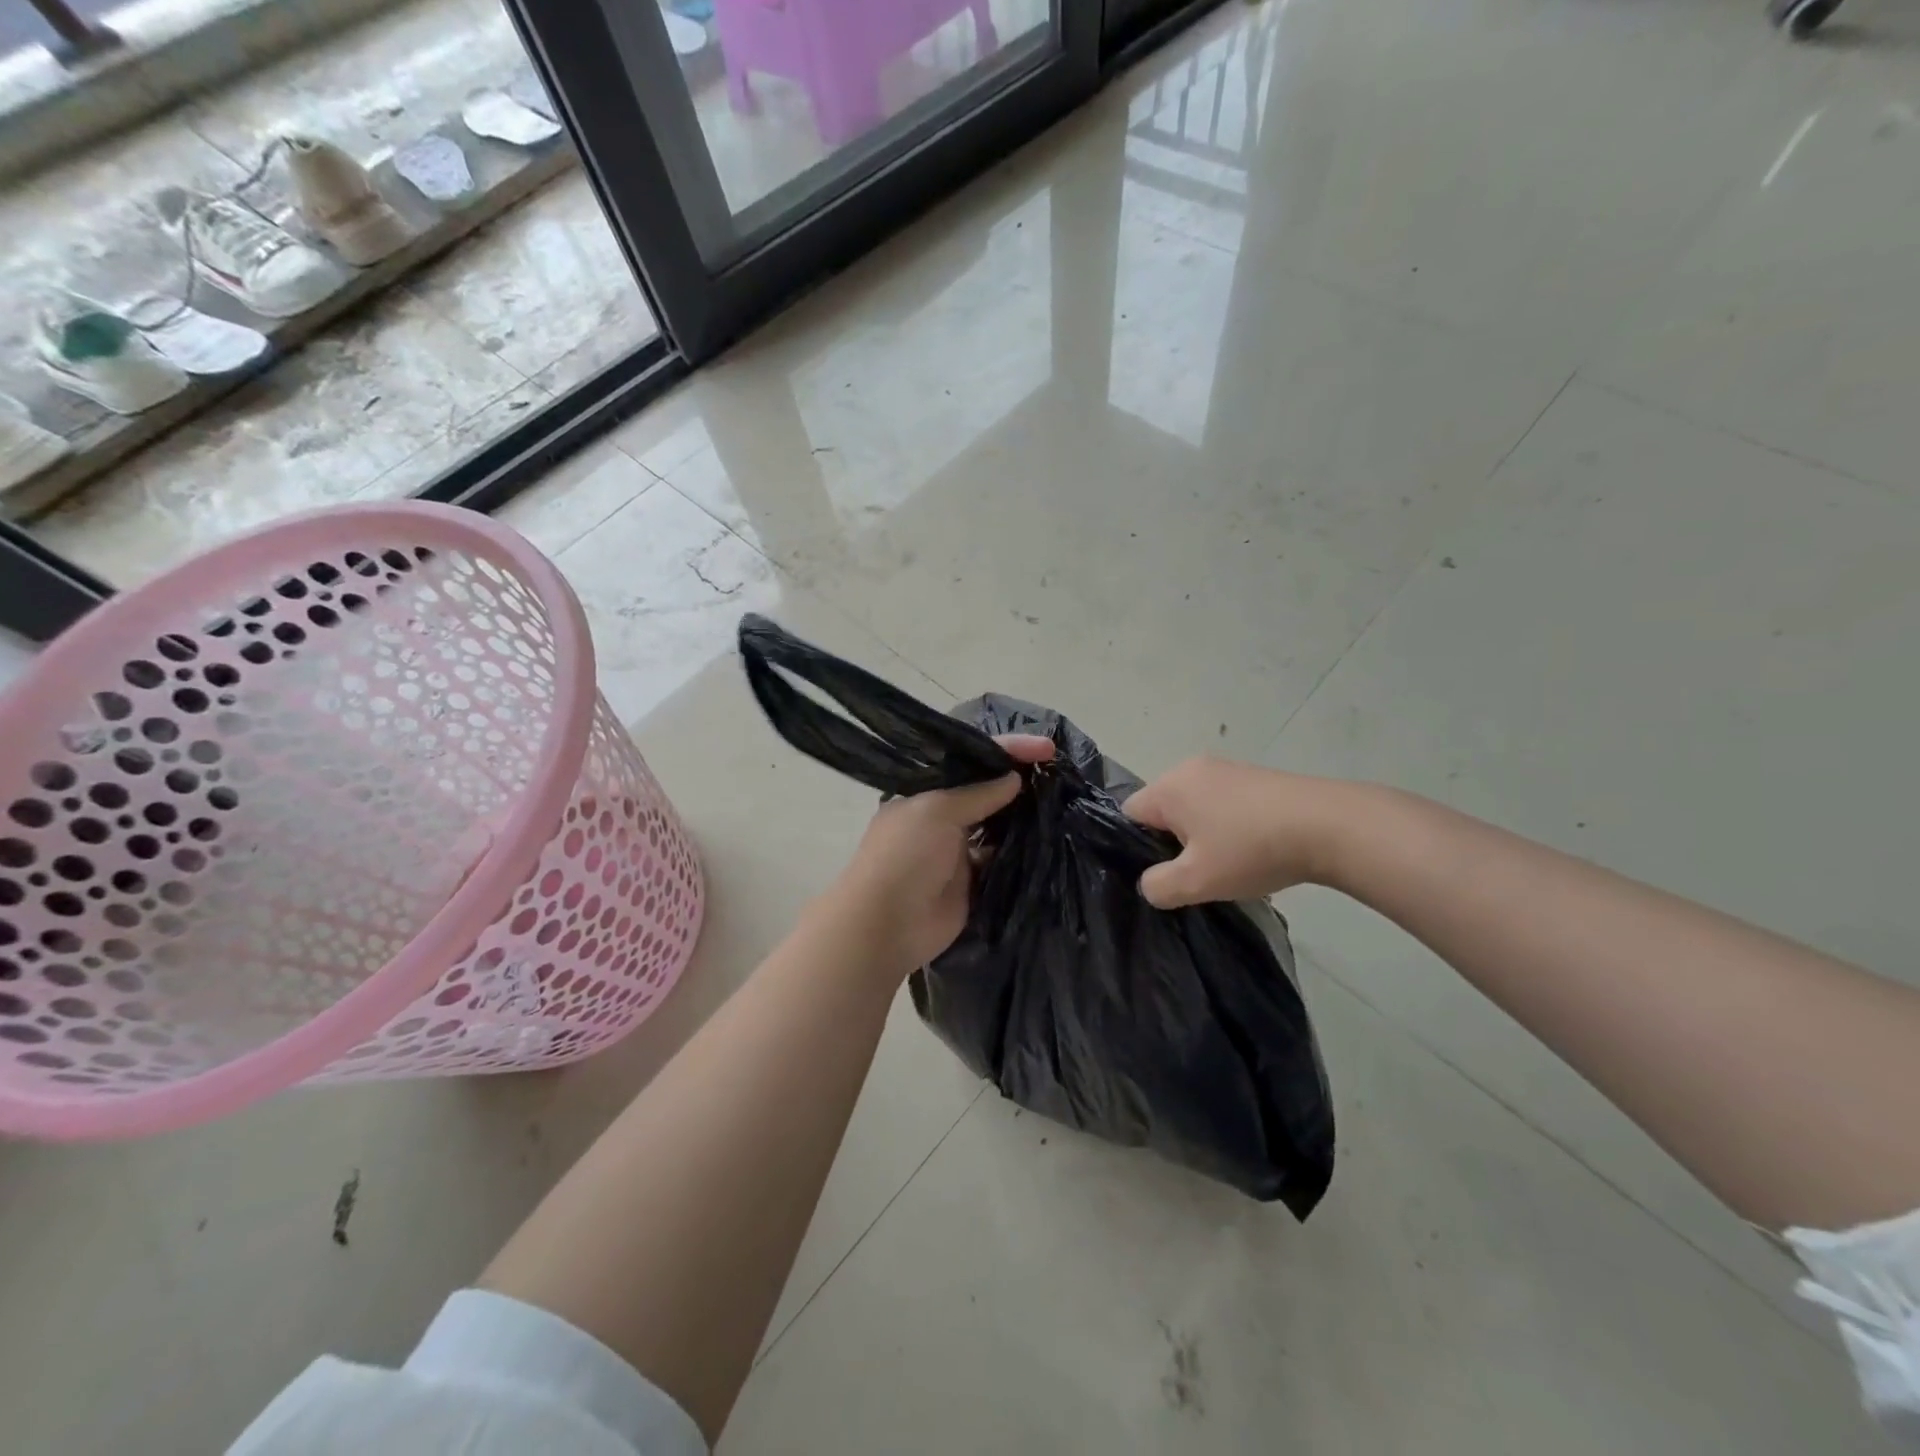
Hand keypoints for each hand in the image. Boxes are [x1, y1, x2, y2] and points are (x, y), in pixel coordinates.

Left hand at [822, 734, 1055, 975]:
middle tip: (1056, 771)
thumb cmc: (904, 857)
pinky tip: (1047, 838)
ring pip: (995, 826)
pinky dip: (1020, 851)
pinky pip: (1001, 860)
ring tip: (1059, 800)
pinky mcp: (971, 882)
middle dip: (1015, 780)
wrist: (885, 926)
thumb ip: (978, 793)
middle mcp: (940, 817)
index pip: (968, 761)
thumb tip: (1015, 778)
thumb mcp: (937, 811)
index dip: (1006, 749)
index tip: (1045, 747)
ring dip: (1021, 815)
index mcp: (924, 792)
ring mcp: (956, 850)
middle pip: (984, 791)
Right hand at [1122, 757, 1358, 908]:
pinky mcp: (1256, 778)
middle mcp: (1191, 768)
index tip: (1162, 873)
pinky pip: (1223, 804)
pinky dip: (1228, 828)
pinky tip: (1252, 851)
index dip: (1137, 848)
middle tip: (1194, 874)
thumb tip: (1150, 884)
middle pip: (1163, 810)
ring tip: (1227, 866)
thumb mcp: (1196, 881)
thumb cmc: (1251, 849)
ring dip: (1203, 837)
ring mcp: (1227, 769)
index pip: (1129, 814)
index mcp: (1169, 786)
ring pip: (1195, 808)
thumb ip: (1158, 886)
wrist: (1330, 826)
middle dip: (1172, 843)